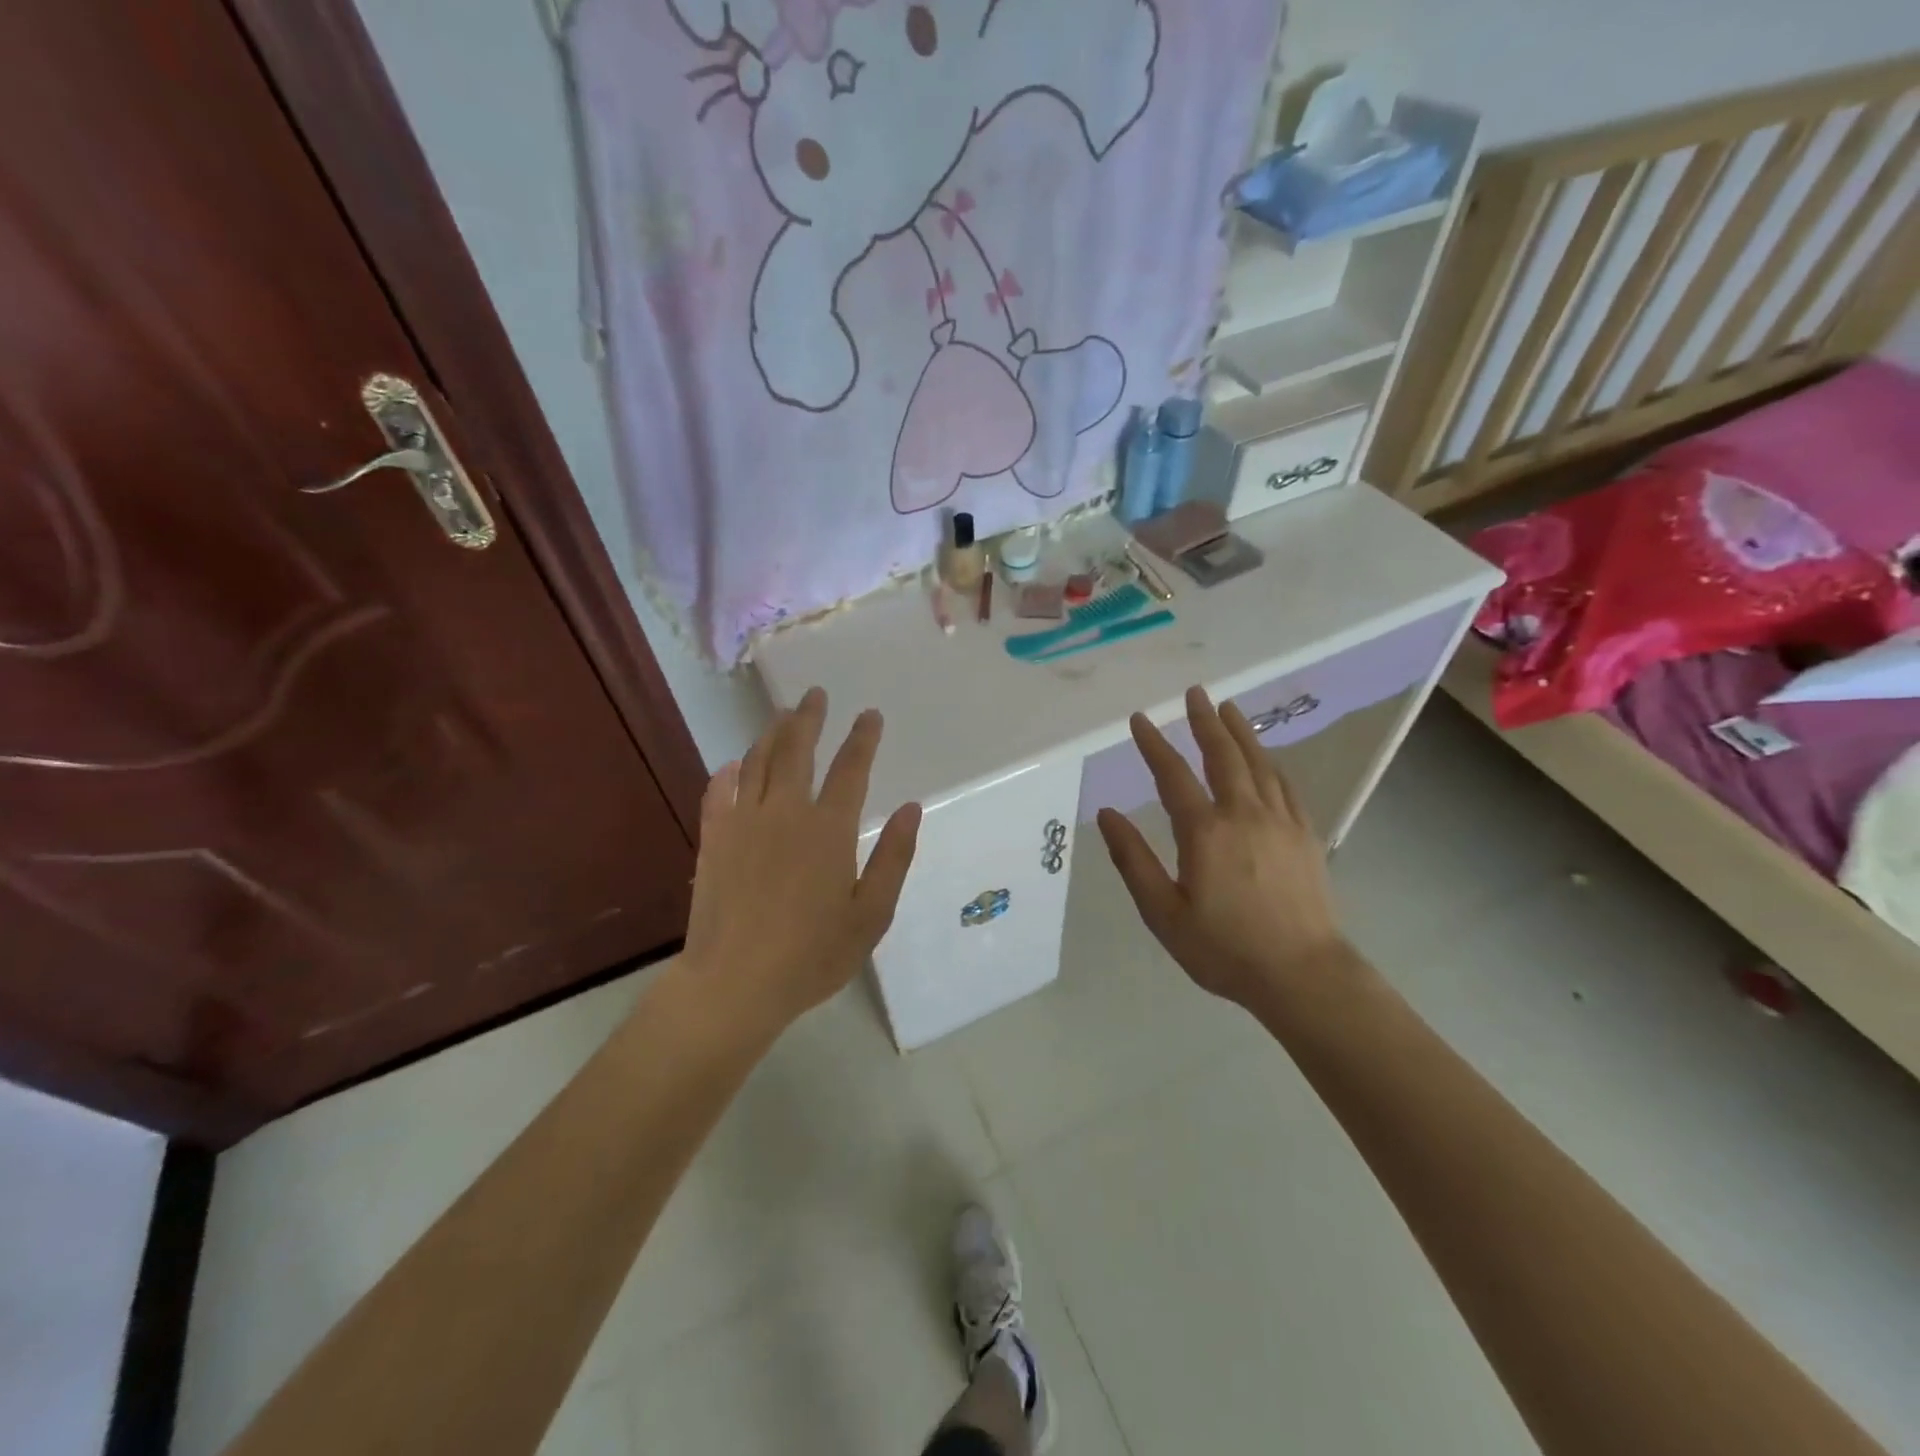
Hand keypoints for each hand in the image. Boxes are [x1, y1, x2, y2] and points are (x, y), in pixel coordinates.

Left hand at [681, 688, 921, 1036]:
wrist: (735, 983)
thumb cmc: (813, 954)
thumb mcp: (871, 915)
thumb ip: (893, 858)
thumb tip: (913, 809)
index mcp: (829, 829)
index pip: (851, 768)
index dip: (863, 738)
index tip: (870, 715)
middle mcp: (785, 812)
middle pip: (797, 749)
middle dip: (809, 718)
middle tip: (816, 695)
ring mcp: (744, 822)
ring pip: (757, 761)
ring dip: (772, 733)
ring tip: (782, 715)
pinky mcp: (713, 838)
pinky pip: (719, 791)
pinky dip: (729, 772)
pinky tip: (734, 765)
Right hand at [1096, 687, 1350, 1008]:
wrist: (1303, 975)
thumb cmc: (1224, 948)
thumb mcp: (1163, 912)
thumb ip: (1133, 859)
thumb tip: (1108, 813)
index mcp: (1205, 831)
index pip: (1172, 774)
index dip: (1153, 744)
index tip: (1140, 719)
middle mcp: (1243, 814)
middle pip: (1223, 755)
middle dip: (1205, 721)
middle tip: (1195, 693)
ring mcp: (1280, 822)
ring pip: (1258, 763)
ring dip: (1240, 733)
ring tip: (1228, 708)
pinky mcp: (1305, 835)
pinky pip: (1285, 786)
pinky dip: (1270, 763)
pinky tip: (1265, 758)